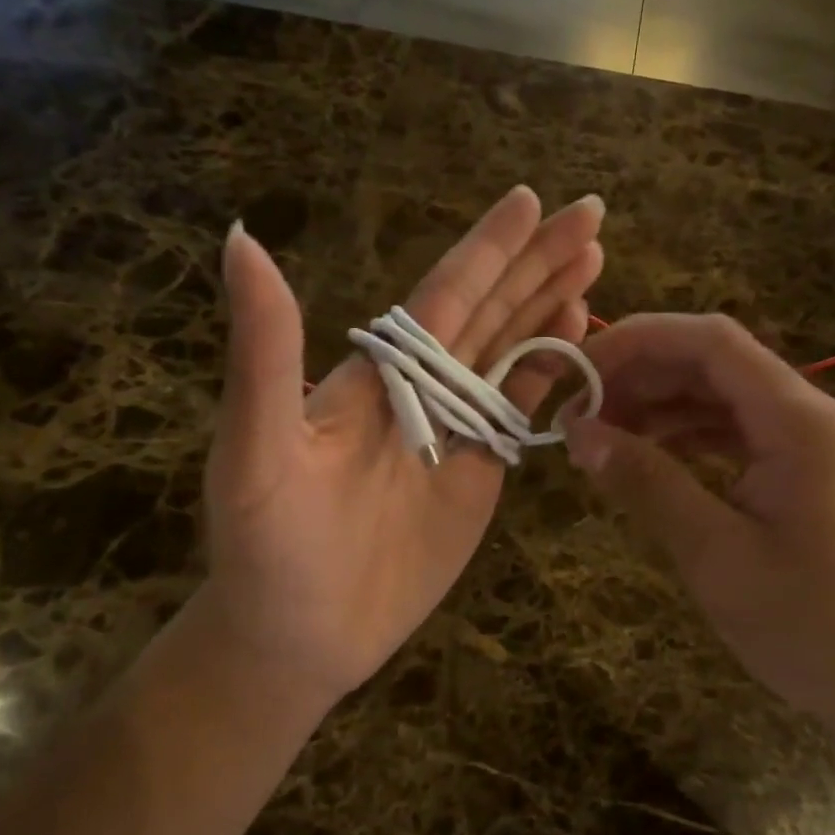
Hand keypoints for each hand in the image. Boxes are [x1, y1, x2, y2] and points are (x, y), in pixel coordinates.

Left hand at [196, 187, 604, 704]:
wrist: (296, 635)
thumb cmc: (268, 545)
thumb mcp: (258, 446)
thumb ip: (265, 350)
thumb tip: (240, 239)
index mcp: (377, 372)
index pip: (444, 295)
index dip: (487, 249)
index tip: (529, 199)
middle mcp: (421, 389)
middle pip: (490, 311)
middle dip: (538, 262)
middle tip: (590, 214)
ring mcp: (455, 430)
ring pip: (511, 352)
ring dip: (551, 305)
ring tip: (594, 262)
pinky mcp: (479, 474)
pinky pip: (519, 411)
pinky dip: (550, 372)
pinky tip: (577, 336)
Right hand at [564, 314, 834, 736]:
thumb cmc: (809, 627)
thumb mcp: (716, 555)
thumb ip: (648, 483)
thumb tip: (579, 433)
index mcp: (800, 422)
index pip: (711, 342)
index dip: (638, 340)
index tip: (578, 370)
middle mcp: (810, 416)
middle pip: (714, 363)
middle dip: (640, 375)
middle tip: (576, 413)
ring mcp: (811, 444)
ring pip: (722, 396)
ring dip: (659, 406)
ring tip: (599, 437)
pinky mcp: (804, 473)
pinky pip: (736, 433)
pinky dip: (686, 437)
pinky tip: (646, 458)